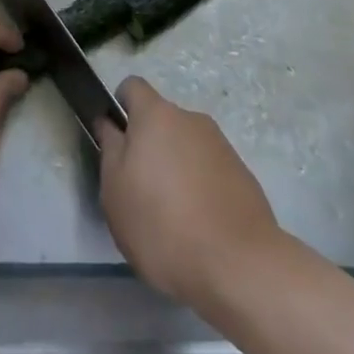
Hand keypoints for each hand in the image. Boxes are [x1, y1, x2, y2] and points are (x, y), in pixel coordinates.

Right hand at [95, 76, 281, 311]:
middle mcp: (191, 119)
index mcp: (157, 115)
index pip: (132, 87)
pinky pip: (210, 170)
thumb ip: (110, 148)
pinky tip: (199, 226)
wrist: (238, 266)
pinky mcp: (243, 175)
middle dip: (149, 146)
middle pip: (161, 120)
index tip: (116, 141)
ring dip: (175, 168)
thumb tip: (110, 123)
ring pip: (186, 146)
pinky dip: (200, 187)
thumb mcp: (115, 190)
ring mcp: (222, 146)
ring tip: (172, 216)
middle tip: (139, 189)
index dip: (120, 107)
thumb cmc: (162, 224)